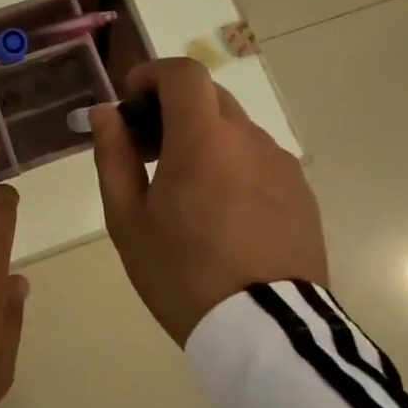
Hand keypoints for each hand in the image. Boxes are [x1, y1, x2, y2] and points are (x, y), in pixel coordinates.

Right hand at [90, 58, 326, 345]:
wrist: (267, 334)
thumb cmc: (181, 272)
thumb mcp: (127, 218)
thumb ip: (114, 155)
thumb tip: (106, 114)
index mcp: (202, 139)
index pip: (183, 73)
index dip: (151, 75)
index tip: (131, 103)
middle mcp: (248, 140)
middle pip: (208, 97)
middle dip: (171, 108)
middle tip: (146, 149)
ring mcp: (281, 166)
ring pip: (234, 129)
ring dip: (202, 138)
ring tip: (183, 188)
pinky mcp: (301, 193)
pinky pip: (258, 159)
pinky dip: (231, 163)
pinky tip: (219, 211)